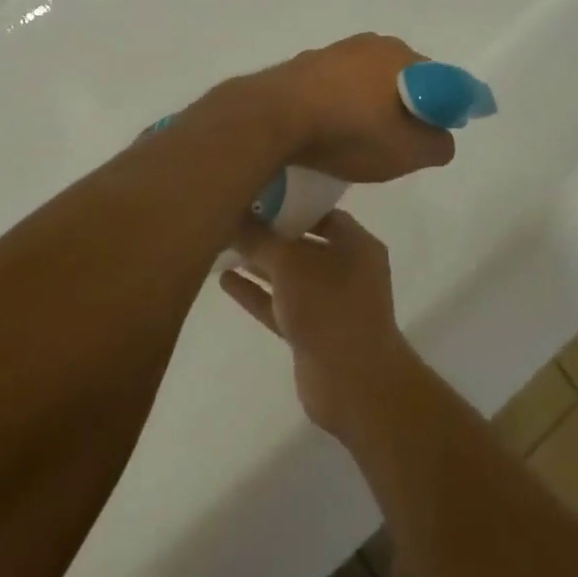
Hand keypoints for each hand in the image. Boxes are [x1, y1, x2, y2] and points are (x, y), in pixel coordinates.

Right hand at [220, 211, 418, 438]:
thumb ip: (260, 239)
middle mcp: (347, 269)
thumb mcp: (290, 263)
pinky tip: (225, 280)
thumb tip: (235, 216)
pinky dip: (257, 293)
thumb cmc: (328, 308)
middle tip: (232, 217)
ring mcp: (330, 304)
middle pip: (303, 244)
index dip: (291, 202)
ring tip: (221, 245)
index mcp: (356, 243)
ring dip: (259, 264)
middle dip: (270, 234)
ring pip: (289, 277)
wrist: (353, 383)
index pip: (322, 212)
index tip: (257, 193)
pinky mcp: (311, 333)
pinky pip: (280, 304)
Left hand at [254, 34, 455, 182]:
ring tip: (361, 139)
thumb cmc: (351, 132)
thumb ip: (439, 144)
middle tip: (400, 142)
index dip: (446, 109)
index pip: (443, 81)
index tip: (435, 135)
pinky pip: (337, 86)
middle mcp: (373, 44)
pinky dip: (341, 105)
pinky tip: (331, 129)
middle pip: (405, 78)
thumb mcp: (410, 152)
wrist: (273, 118)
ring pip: (368, 81)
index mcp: (404, 57)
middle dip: (408, 106)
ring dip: (371, 105)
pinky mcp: (304, 64)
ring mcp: (335, 51)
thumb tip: (439, 137)